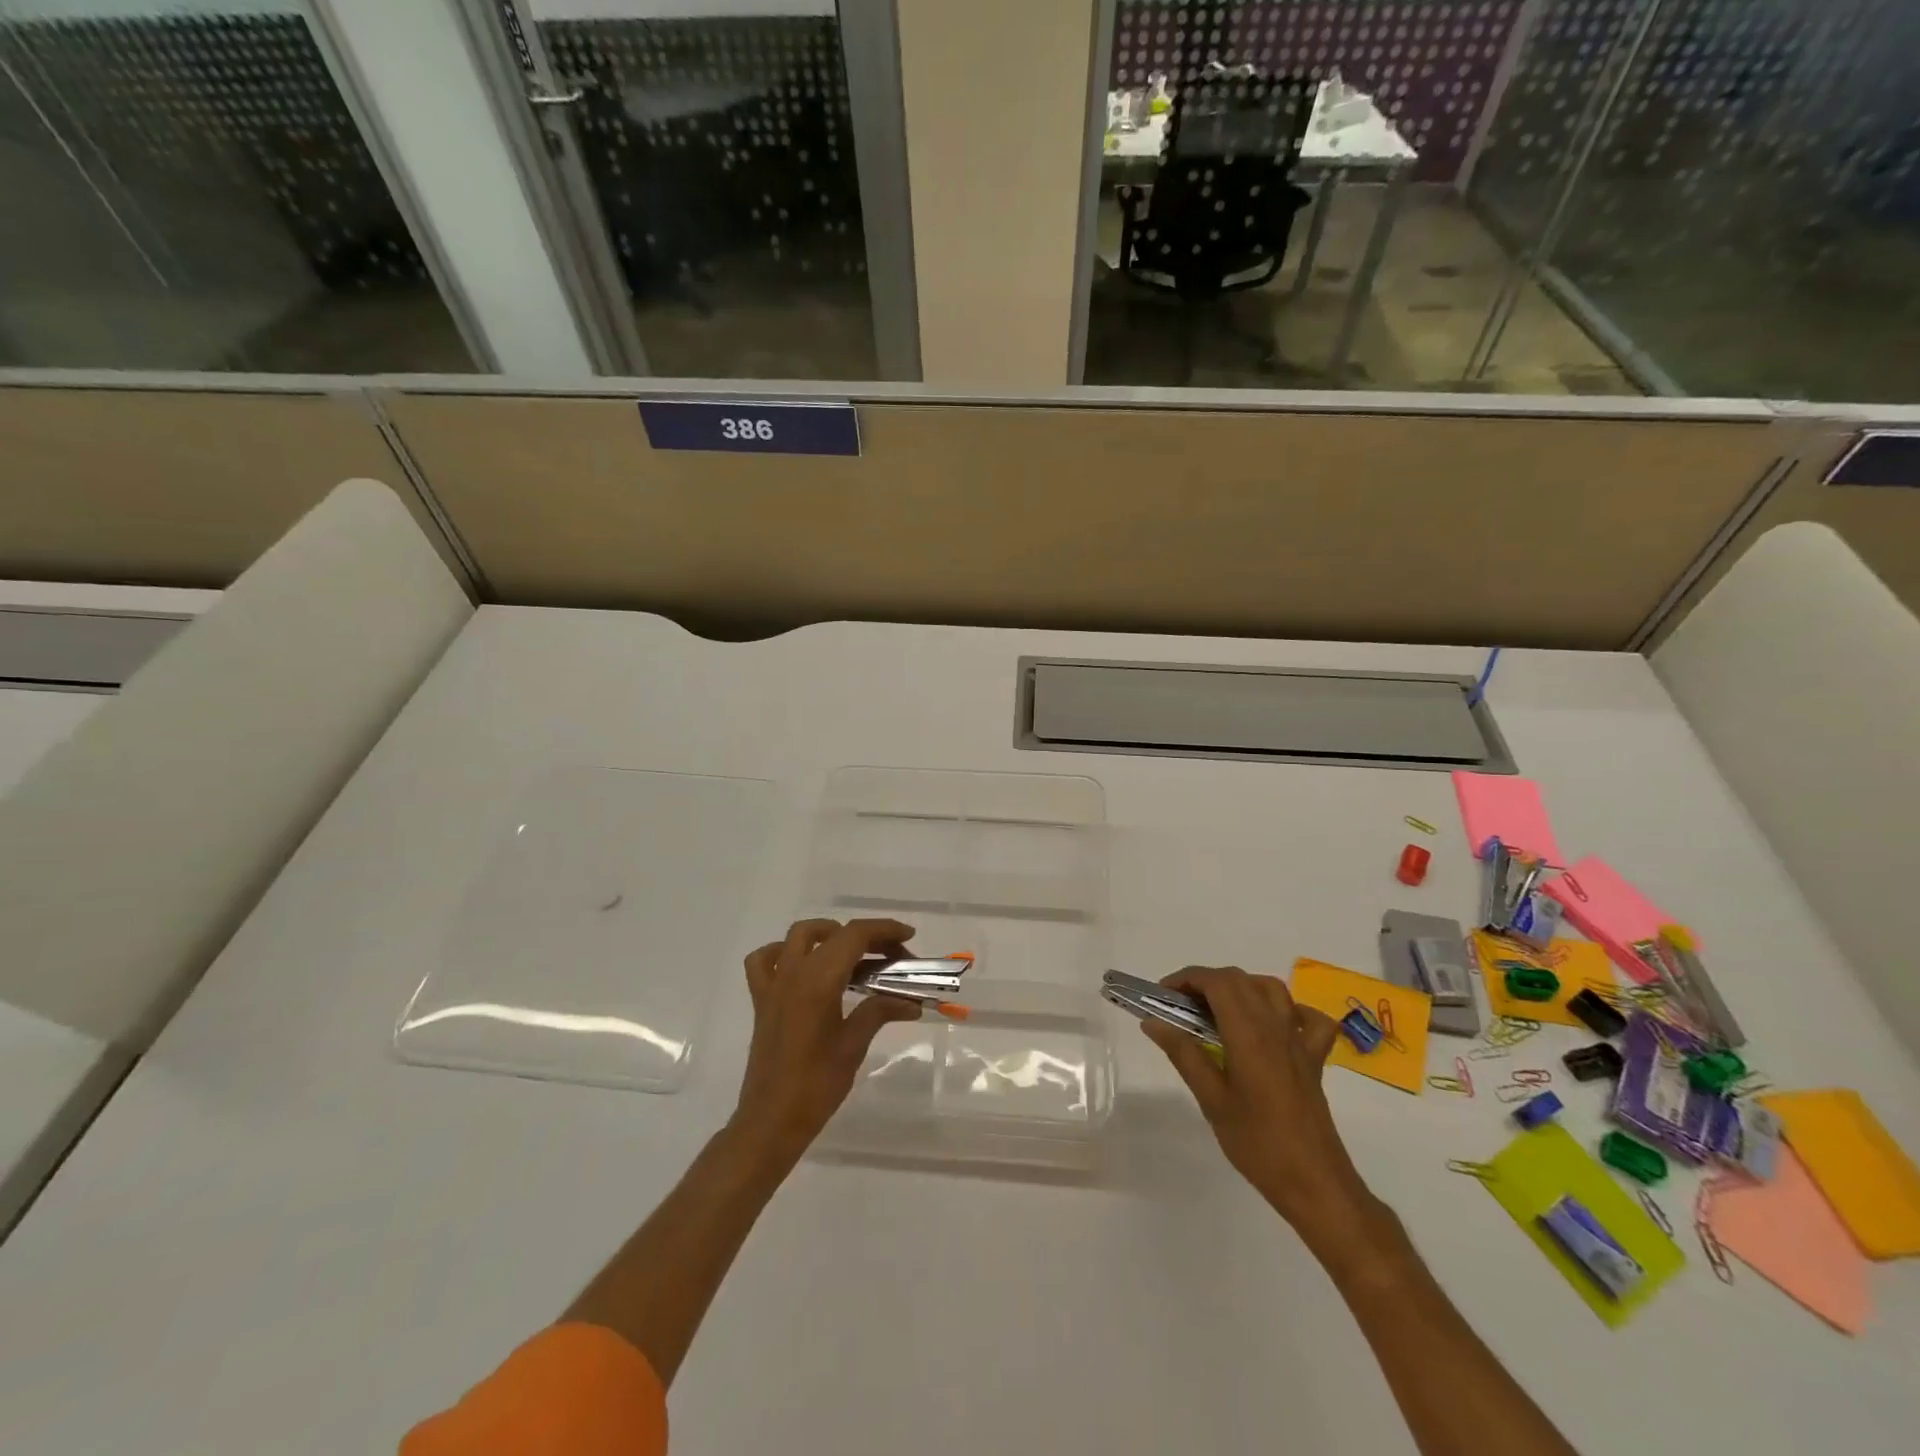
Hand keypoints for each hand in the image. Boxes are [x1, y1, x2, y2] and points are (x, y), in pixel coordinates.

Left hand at [729, 918, 923, 1169]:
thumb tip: (911, 1002)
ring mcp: (774, 984)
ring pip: (799, 936)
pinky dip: (785, 953)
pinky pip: (765, 960)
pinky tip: (803, 967)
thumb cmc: (816, 1085)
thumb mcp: (854, 1045)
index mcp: (819, 980)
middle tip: (893, 958)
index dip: (885, 929)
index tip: (909, 937)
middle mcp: (794, 972)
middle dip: (867, 937)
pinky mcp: (762, 1000)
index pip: (855, 935)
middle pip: (834, 934)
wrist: (771, 1121)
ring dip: (828, 935)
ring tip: (853, 955)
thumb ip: (880, 1011)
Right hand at [1142, 967, 1376, 1246]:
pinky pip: (1308, 1019)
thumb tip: (1152, 1022)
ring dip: (1240, 988)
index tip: (1162, 996)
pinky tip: (1272, 1025)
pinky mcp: (1313, 1059)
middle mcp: (1275, 1027)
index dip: (1187, 978)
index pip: (1216, 982)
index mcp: (1248, 1034)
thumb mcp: (1211, 1099)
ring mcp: (1298, 1041)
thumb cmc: (1257, 1144)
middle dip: (1206, 982)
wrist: (1314, 1183)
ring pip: (1270, 989)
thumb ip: (1183, 1054)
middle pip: (1239, 980)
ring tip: (1217, 1010)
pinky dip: (1289, 1011)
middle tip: (1181, 1007)